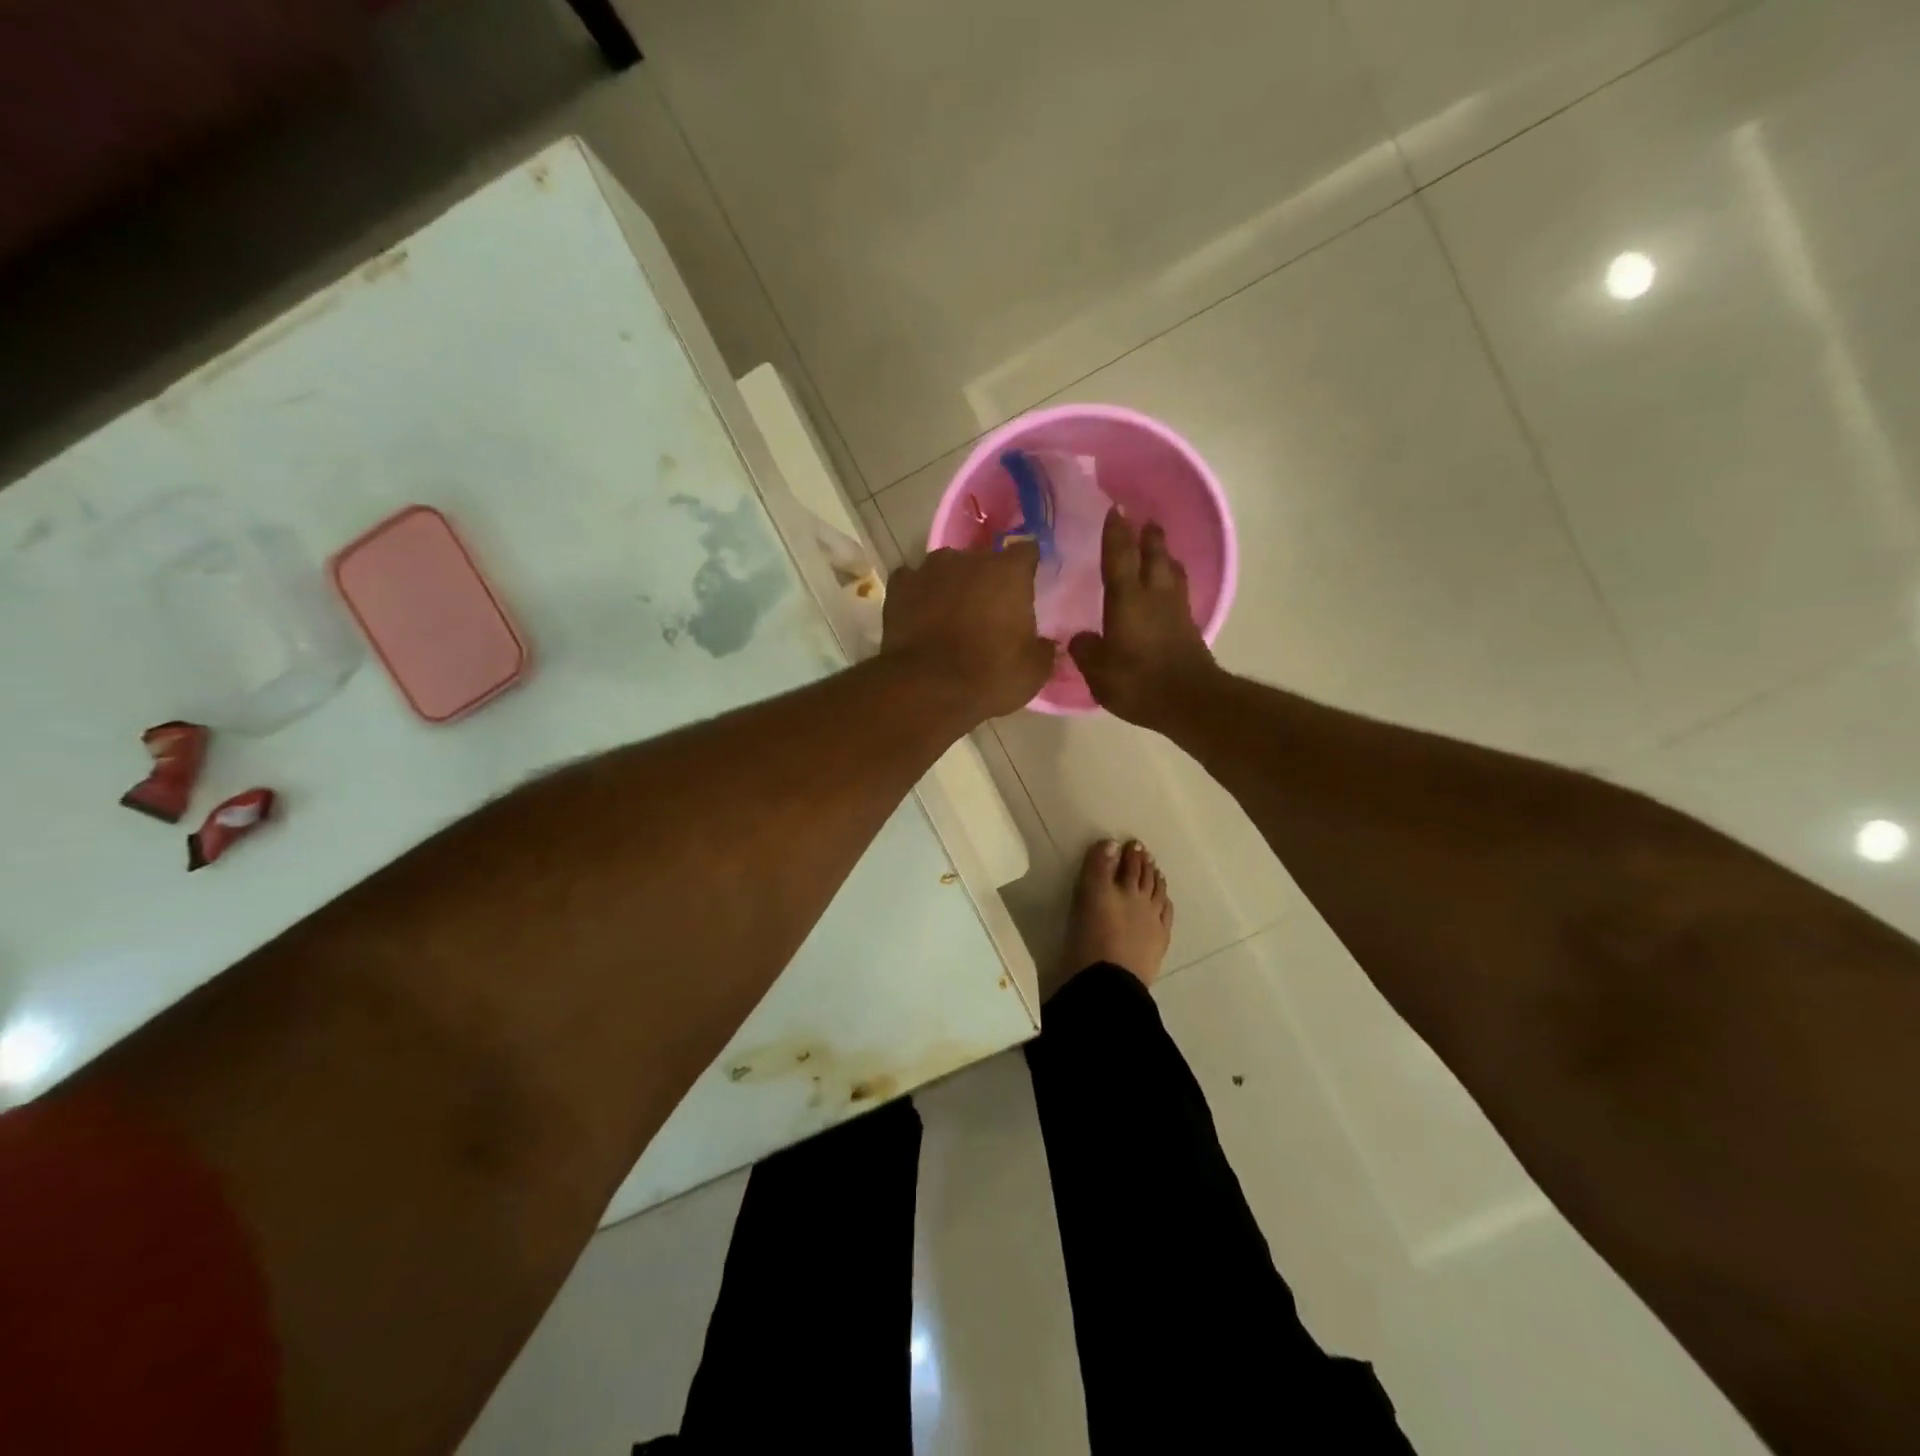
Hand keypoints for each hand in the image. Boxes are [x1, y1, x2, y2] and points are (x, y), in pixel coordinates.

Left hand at [881, 542, 1054, 720]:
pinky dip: (918, 594)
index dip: (1027, 568)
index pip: (1026, 552)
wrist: (928, 689)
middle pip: (984, 560)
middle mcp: (969, 560)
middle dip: (987, 580)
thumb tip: (1047, 644)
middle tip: (989, 611)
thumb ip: (1044, 649)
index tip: (1027, 586)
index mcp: (1009, 572)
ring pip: (946, 568)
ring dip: (952, 584)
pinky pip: (913, 582)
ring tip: (951, 613)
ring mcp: (928, 570)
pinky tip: (920, 615)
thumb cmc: (990, 676)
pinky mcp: (898, 587)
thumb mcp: (1034, 672)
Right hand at [1068, 508, 1218, 725]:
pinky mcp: (1189, 627)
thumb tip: (1080, 638)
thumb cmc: (1138, 682)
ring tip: (1159, 549)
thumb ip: (1086, 650)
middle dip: (1148, 536)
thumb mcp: (1099, 671)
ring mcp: (1176, 610)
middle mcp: (1155, 596)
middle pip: (1155, 555)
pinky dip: (1173, 581)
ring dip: (1165, 555)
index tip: (1115, 509)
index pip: (1120, 557)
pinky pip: (1180, 592)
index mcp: (1128, 599)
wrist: (1189, 701)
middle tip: (1144, 521)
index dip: (1116, 533)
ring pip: (1173, 571)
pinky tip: (1168, 589)